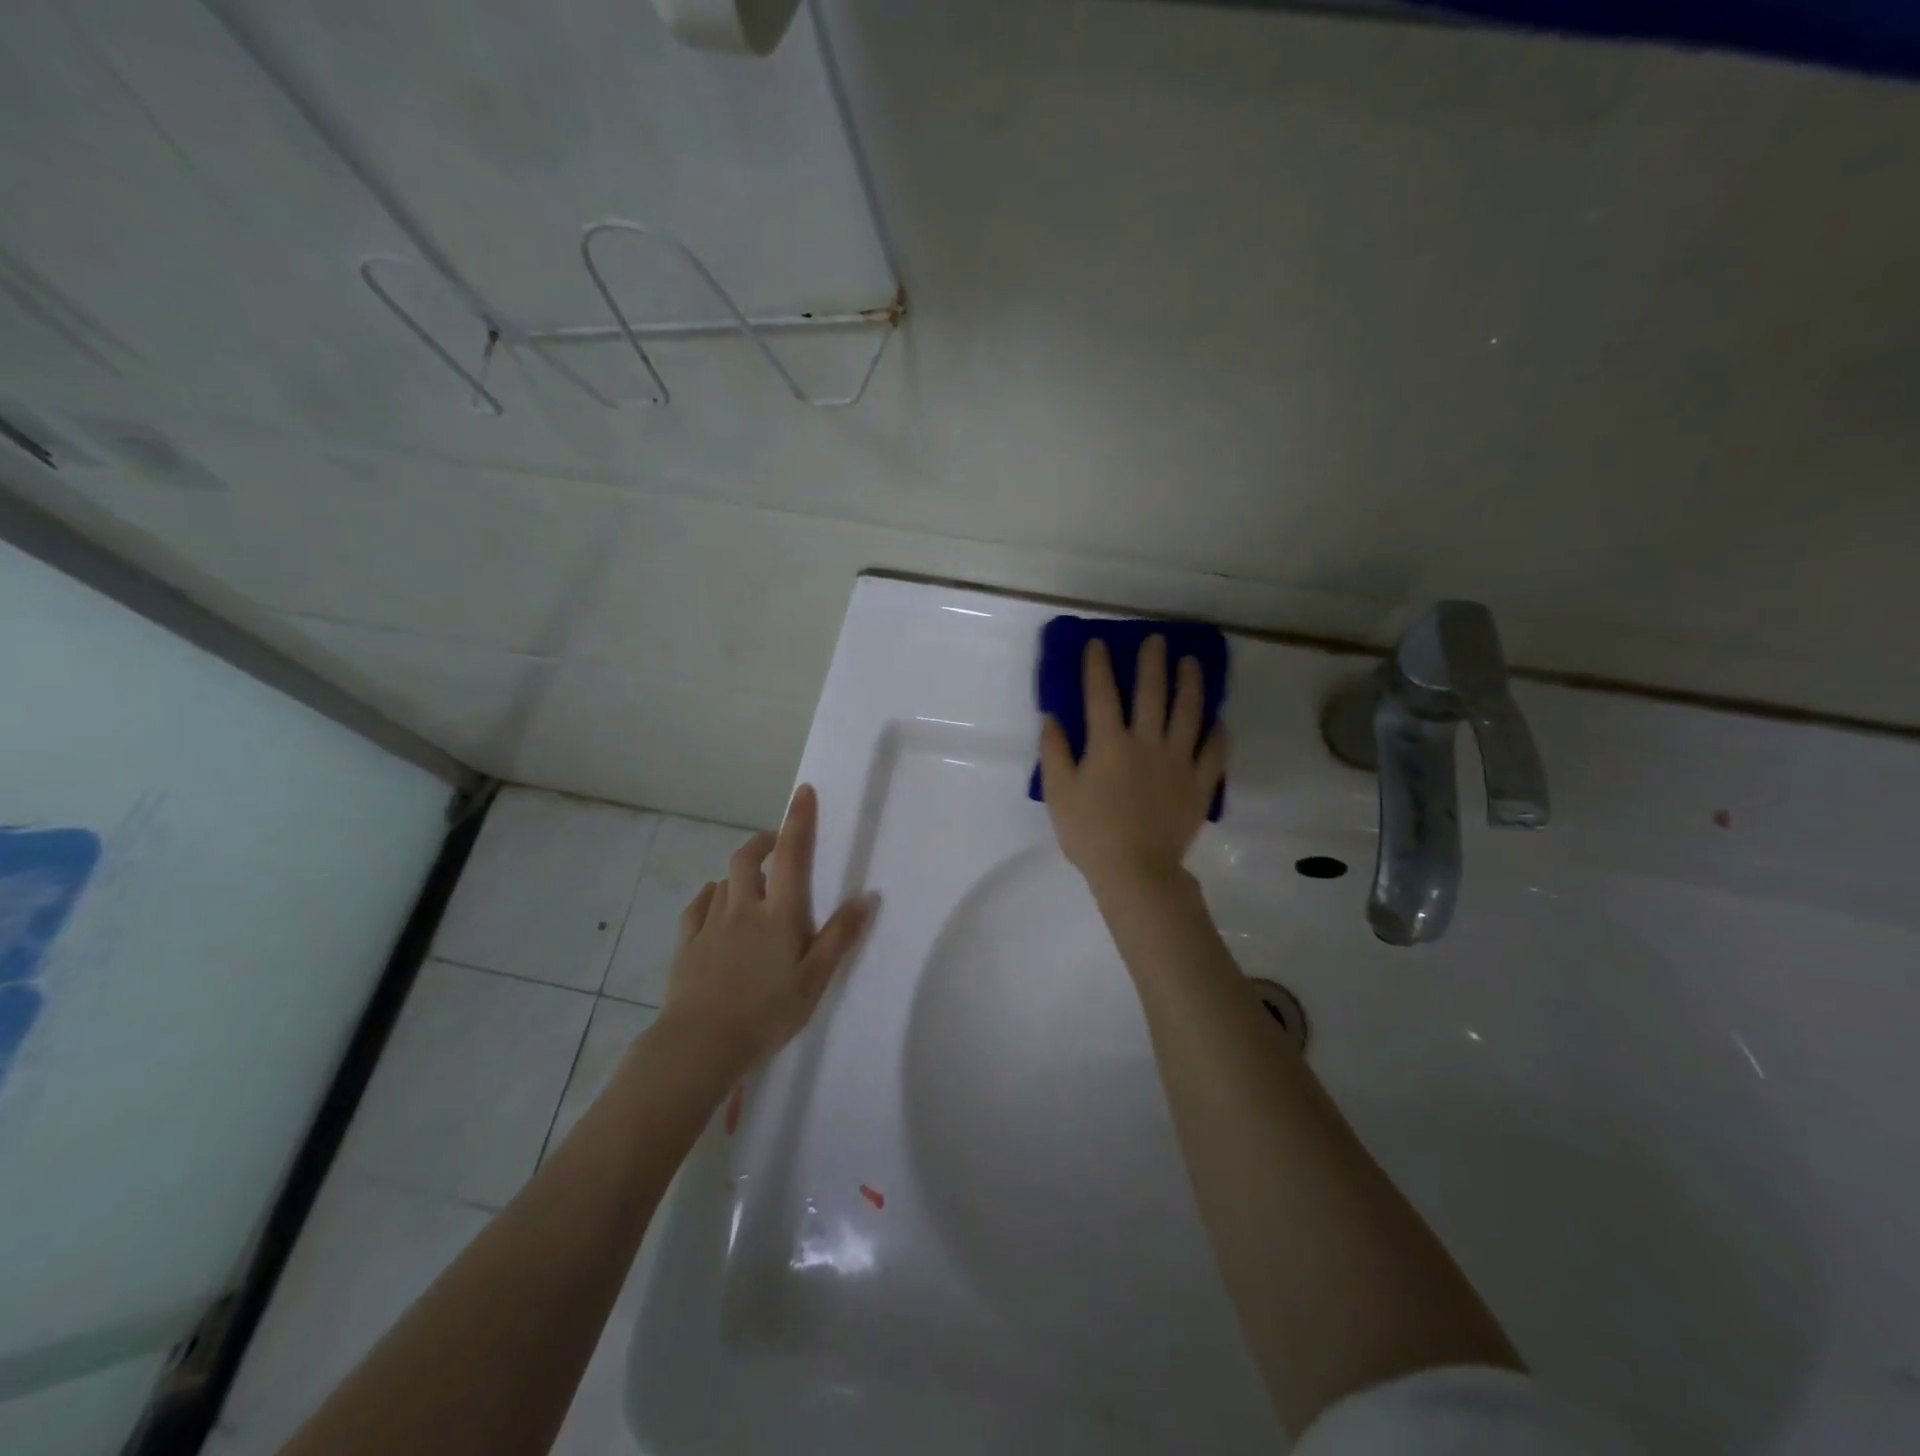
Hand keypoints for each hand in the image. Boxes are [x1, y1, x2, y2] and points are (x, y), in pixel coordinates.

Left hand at [661, 784, 874, 1075]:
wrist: (700, 1044)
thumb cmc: (767, 1013)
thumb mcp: (814, 980)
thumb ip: (839, 936)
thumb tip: (867, 897)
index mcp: (779, 914)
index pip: (792, 855)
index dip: (798, 821)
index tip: (803, 792)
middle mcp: (743, 908)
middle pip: (748, 858)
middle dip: (763, 841)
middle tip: (778, 845)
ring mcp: (711, 924)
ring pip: (723, 880)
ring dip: (740, 873)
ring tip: (752, 886)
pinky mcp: (687, 942)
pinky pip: (698, 906)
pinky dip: (711, 896)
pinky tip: (715, 904)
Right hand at [1039, 634, 1227, 899]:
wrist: (1136, 871)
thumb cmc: (1090, 833)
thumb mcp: (1059, 793)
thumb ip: (1054, 752)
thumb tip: (1052, 718)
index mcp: (1109, 743)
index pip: (1101, 694)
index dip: (1098, 666)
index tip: (1098, 643)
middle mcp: (1147, 742)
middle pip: (1152, 693)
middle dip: (1152, 662)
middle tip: (1156, 639)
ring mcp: (1178, 761)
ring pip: (1188, 713)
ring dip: (1190, 684)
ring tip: (1191, 663)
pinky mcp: (1200, 783)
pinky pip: (1213, 752)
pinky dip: (1217, 733)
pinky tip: (1218, 720)